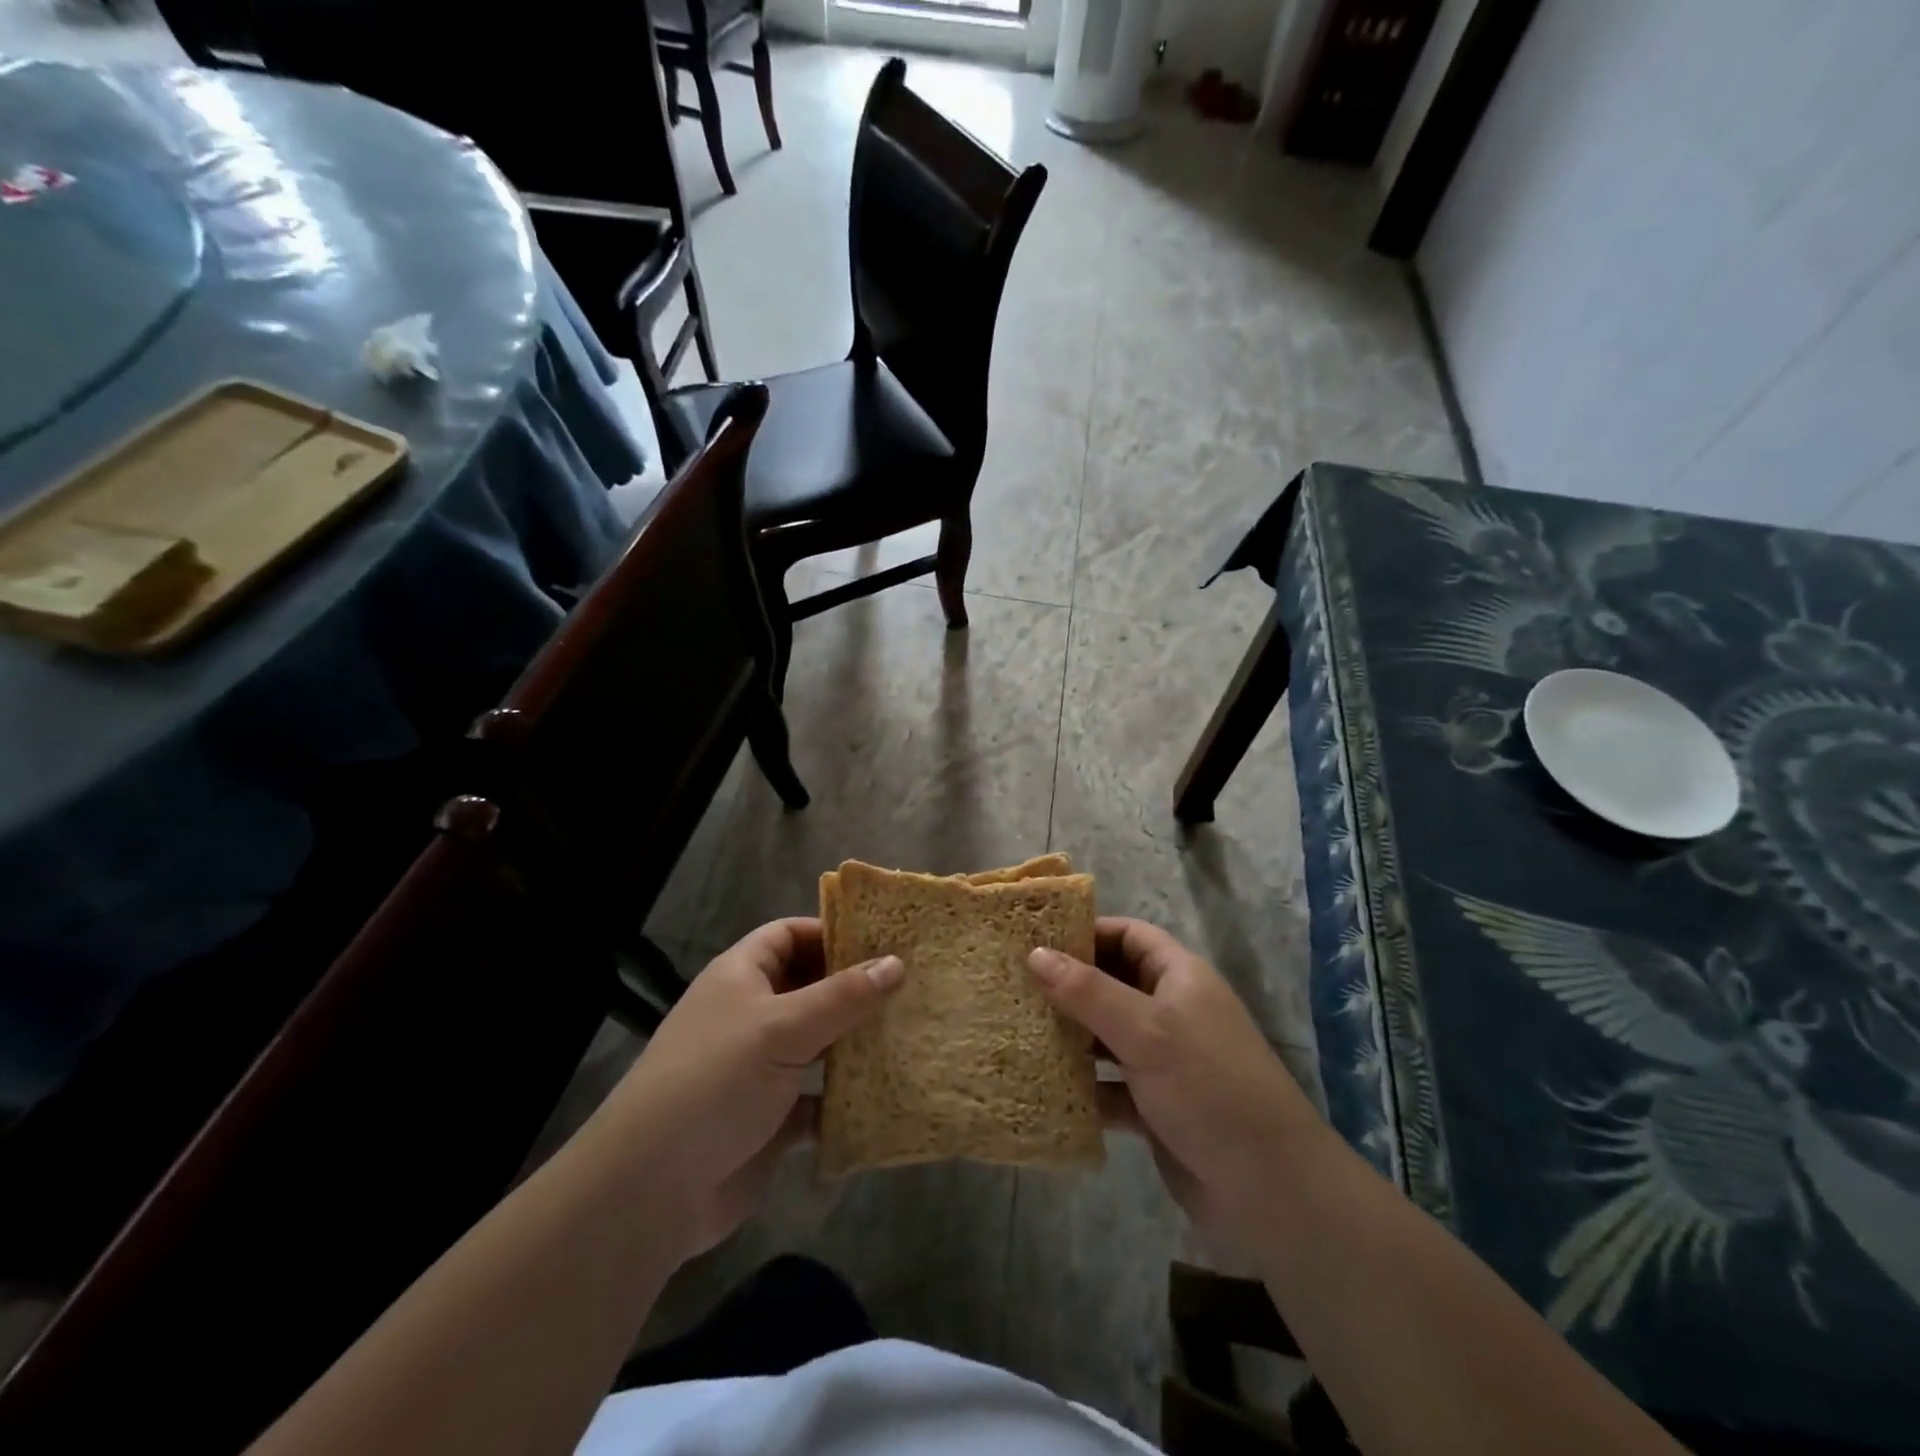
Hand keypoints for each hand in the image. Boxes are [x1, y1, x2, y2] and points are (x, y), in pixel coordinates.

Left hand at [596, 919, 901, 1259]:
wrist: (652, 1190)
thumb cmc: (717, 1081)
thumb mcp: (784, 1027)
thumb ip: (843, 996)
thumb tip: (896, 962)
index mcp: (741, 977)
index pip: (789, 934)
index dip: (832, 932)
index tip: (884, 939)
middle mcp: (750, 1015)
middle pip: (809, 987)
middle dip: (854, 988)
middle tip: (911, 986)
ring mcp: (760, 1068)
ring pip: (818, 1043)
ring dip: (855, 1042)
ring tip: (910, 1032)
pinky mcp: (771, 1118)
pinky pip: (818, 1097)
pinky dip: (845, 1097)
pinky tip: (886, 1095)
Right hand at [1030, 918, 1316, 1248]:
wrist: (1269, 1190)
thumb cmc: (1208, 1086)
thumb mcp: (1145, 1031)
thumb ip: (1088, 992)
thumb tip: (1035, 953)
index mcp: (1179, 978)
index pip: (1129, 935)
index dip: (1087, 932)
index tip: (1037, 941)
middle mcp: (1172, 1011)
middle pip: (1113, 984)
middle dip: (1069, 985)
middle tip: (1015, 986)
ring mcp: (1164, 1060)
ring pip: (1107, 1036)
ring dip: (1071, 1037)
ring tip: (1017, 1031)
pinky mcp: (1155, 1106)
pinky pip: (1109, 1086)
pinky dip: (1083, 1086)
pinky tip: (1043, 1087)